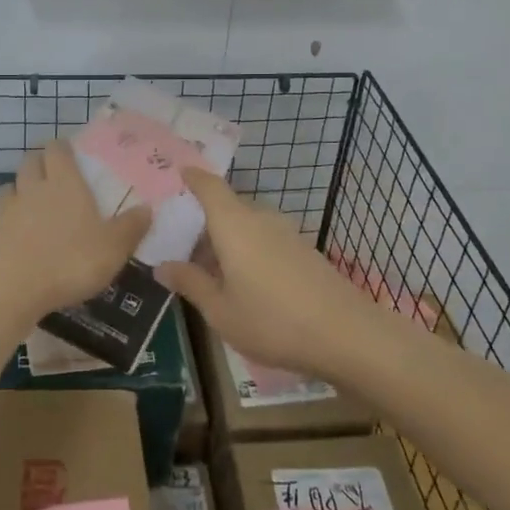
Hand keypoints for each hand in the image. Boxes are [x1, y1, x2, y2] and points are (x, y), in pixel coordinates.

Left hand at [0, 140, 151, 323]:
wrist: (12, 288)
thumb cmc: (70, 261)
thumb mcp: (113, 248)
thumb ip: (131, 227)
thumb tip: (148, 208)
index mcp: (65, 183)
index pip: (58, 150)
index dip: (62, 148)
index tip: (71, 152)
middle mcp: (34, 188)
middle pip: (30, 161)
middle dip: (40, 162)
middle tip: (53, 174)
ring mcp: (8, 210)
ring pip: (11, 186)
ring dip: (20, 188)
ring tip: (32, 201)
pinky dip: (8, 219)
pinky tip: (18, 234)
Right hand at [156, 168, 376, 378]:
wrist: (347, 335)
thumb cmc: (273, 321)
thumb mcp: (220, 310)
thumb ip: (191, 283)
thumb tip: (162, 266)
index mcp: (234, 224)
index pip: (209, 186)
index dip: (193, 178)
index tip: (177, 174)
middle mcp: (261, 219)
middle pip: (227, 208)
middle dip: (204, 223)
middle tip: (181, 247)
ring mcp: (287, 233)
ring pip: (247, 226)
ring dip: (226, 241)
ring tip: (209, 272)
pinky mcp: (305, 251)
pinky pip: (265, 240)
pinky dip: (248, 251)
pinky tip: (244, 283)